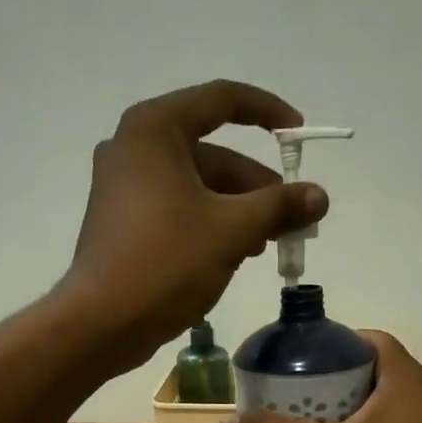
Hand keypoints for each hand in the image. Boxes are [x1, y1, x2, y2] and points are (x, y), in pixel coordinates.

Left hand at [57, 80, 327, 372]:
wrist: (101, 323)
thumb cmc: (166, 263)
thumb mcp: (232, 230)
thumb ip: (279, 206)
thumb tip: (320, 196)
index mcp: (155, 130)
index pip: (222, 100)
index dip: (267, 113)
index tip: (298, 137)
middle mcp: (134, 148)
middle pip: (213, 153)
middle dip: (257, 185)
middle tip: (291, 219)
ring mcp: (124, 186)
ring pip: (198, 186)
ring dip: (238, 210)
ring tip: (267, 244)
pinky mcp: (124, 221)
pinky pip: (178, 208)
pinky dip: (210, 224)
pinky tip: (235, 255)